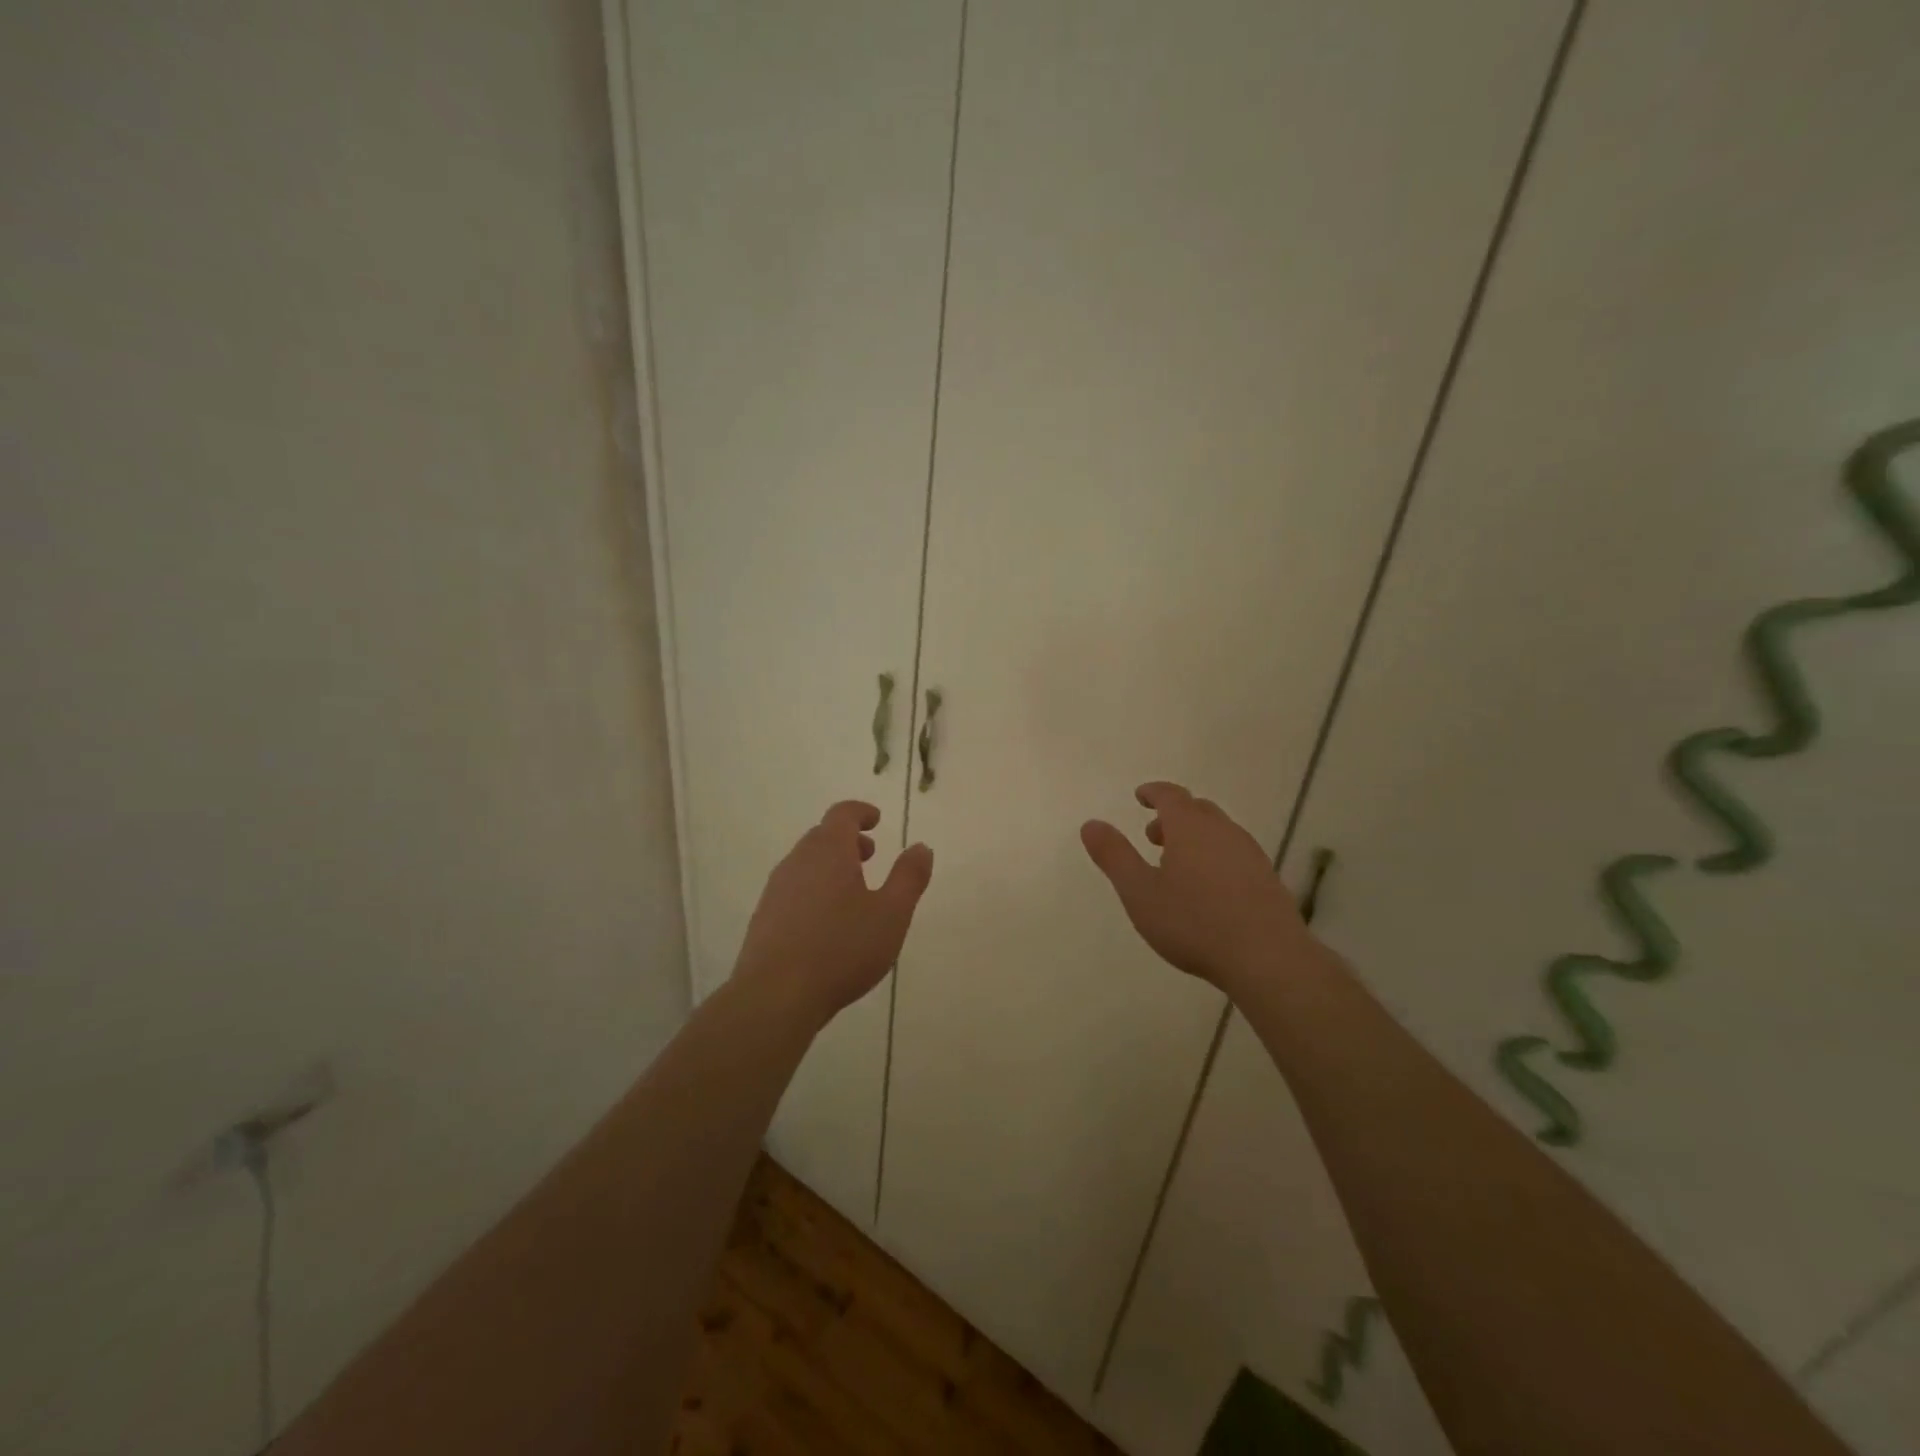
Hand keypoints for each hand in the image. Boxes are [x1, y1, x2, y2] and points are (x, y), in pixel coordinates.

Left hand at [735, 801, 933, 1026]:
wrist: (775, 996)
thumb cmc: (841, 949)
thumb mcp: (891, 914)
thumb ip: (909, 877)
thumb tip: (921, 847)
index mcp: (829, 851)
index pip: (842, 814)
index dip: (861, 812)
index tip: (876, 819)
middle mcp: (798, 861)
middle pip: (822, 836)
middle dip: (848, 840)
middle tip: (870, 855)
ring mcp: (776, 889)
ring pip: (806, 863)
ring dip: (830, 866)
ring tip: (852, 891)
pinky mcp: (764, 917)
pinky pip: (793, 889)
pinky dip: (814, 889)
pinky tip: (826, 922)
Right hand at [1081, 782, 1310, 996]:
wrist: (1267, 957)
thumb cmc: (1194, 922)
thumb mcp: (1140, 892)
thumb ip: (1114, 856)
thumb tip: (1091, 824)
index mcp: (1190, 827)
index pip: (1170, 795)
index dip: (1153, 792)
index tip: (1140, 796)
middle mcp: (1223, 831)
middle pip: (1197, 810)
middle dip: (1172, 816)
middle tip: (1153, 836)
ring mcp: (1249, 854)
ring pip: (1218, 831)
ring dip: (1194, 837)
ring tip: (1176, 865)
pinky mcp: (1266, 879)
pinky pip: (1234, 853)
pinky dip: (1214, 856)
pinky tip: (1208, 889)